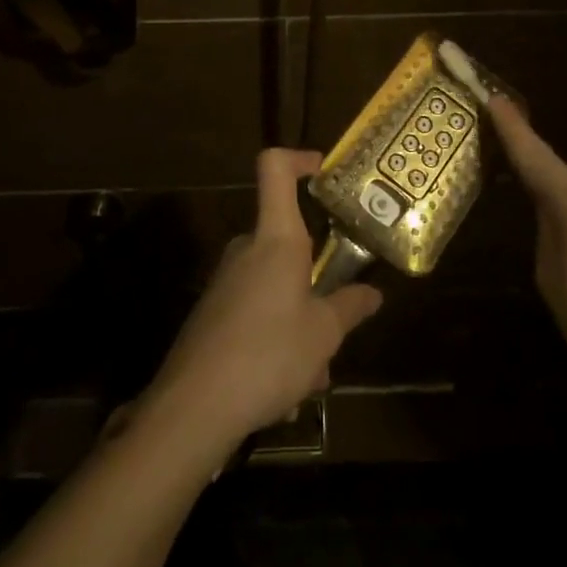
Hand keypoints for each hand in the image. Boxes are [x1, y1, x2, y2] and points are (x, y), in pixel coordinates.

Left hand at [144, 149, 382, 450]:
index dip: (298, 159)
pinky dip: (276, 339)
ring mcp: (226, 281)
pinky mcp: (213, 313)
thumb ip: (350, 307)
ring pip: (276, 286)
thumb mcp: (323, 334)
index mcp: (276, 239)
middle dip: (316, 279)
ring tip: (313, 374)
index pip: (275, 170)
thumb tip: (372, 293)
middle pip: (287, 242)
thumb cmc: (268, 355)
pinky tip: (284, 388)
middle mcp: (247, 250)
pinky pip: (257, 312)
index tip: (323, 170)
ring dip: (299, 321)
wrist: (193, 407)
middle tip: (337, 321)